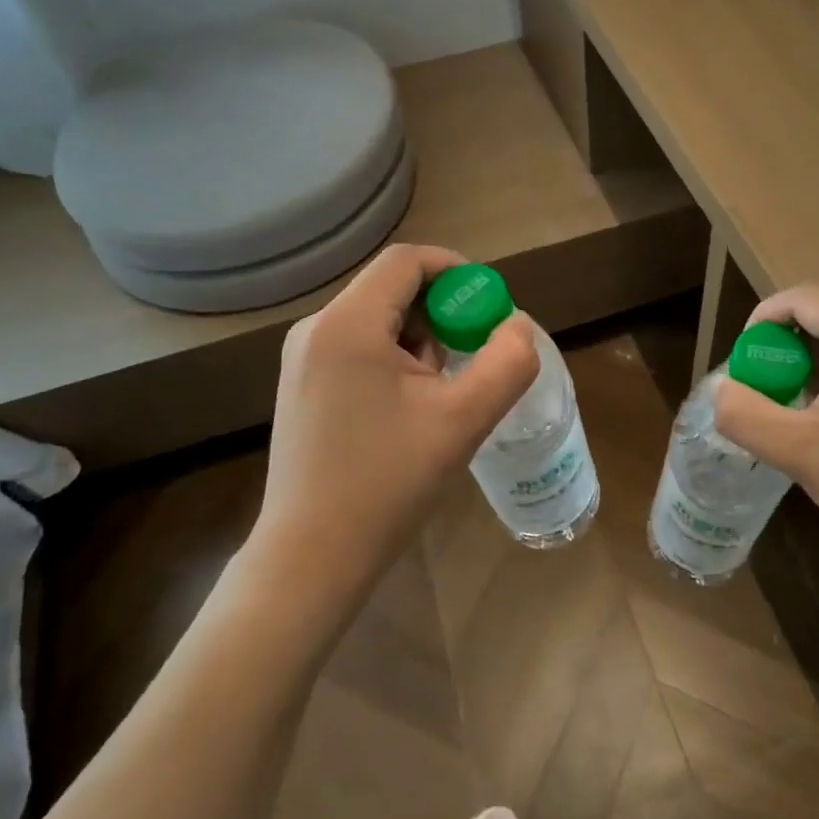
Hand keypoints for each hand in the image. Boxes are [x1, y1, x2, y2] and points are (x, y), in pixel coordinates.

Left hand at [244, 245, 538, 599]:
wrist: (312, 557)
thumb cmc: (387, 483)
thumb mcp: (464, 420)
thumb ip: (507, 362)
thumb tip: (516, 324)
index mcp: (347, 324)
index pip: (407, 260)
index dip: (457, 271)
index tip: (489, 309)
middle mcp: (316, 328)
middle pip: (392, 289)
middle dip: (443, 313)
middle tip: (473, 357)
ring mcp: (302, 359)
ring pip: (378, 320)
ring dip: (421, 341)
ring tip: (441, 395)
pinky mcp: (302, 385)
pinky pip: (359, 347)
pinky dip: (395, 360)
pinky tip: (409, 410)